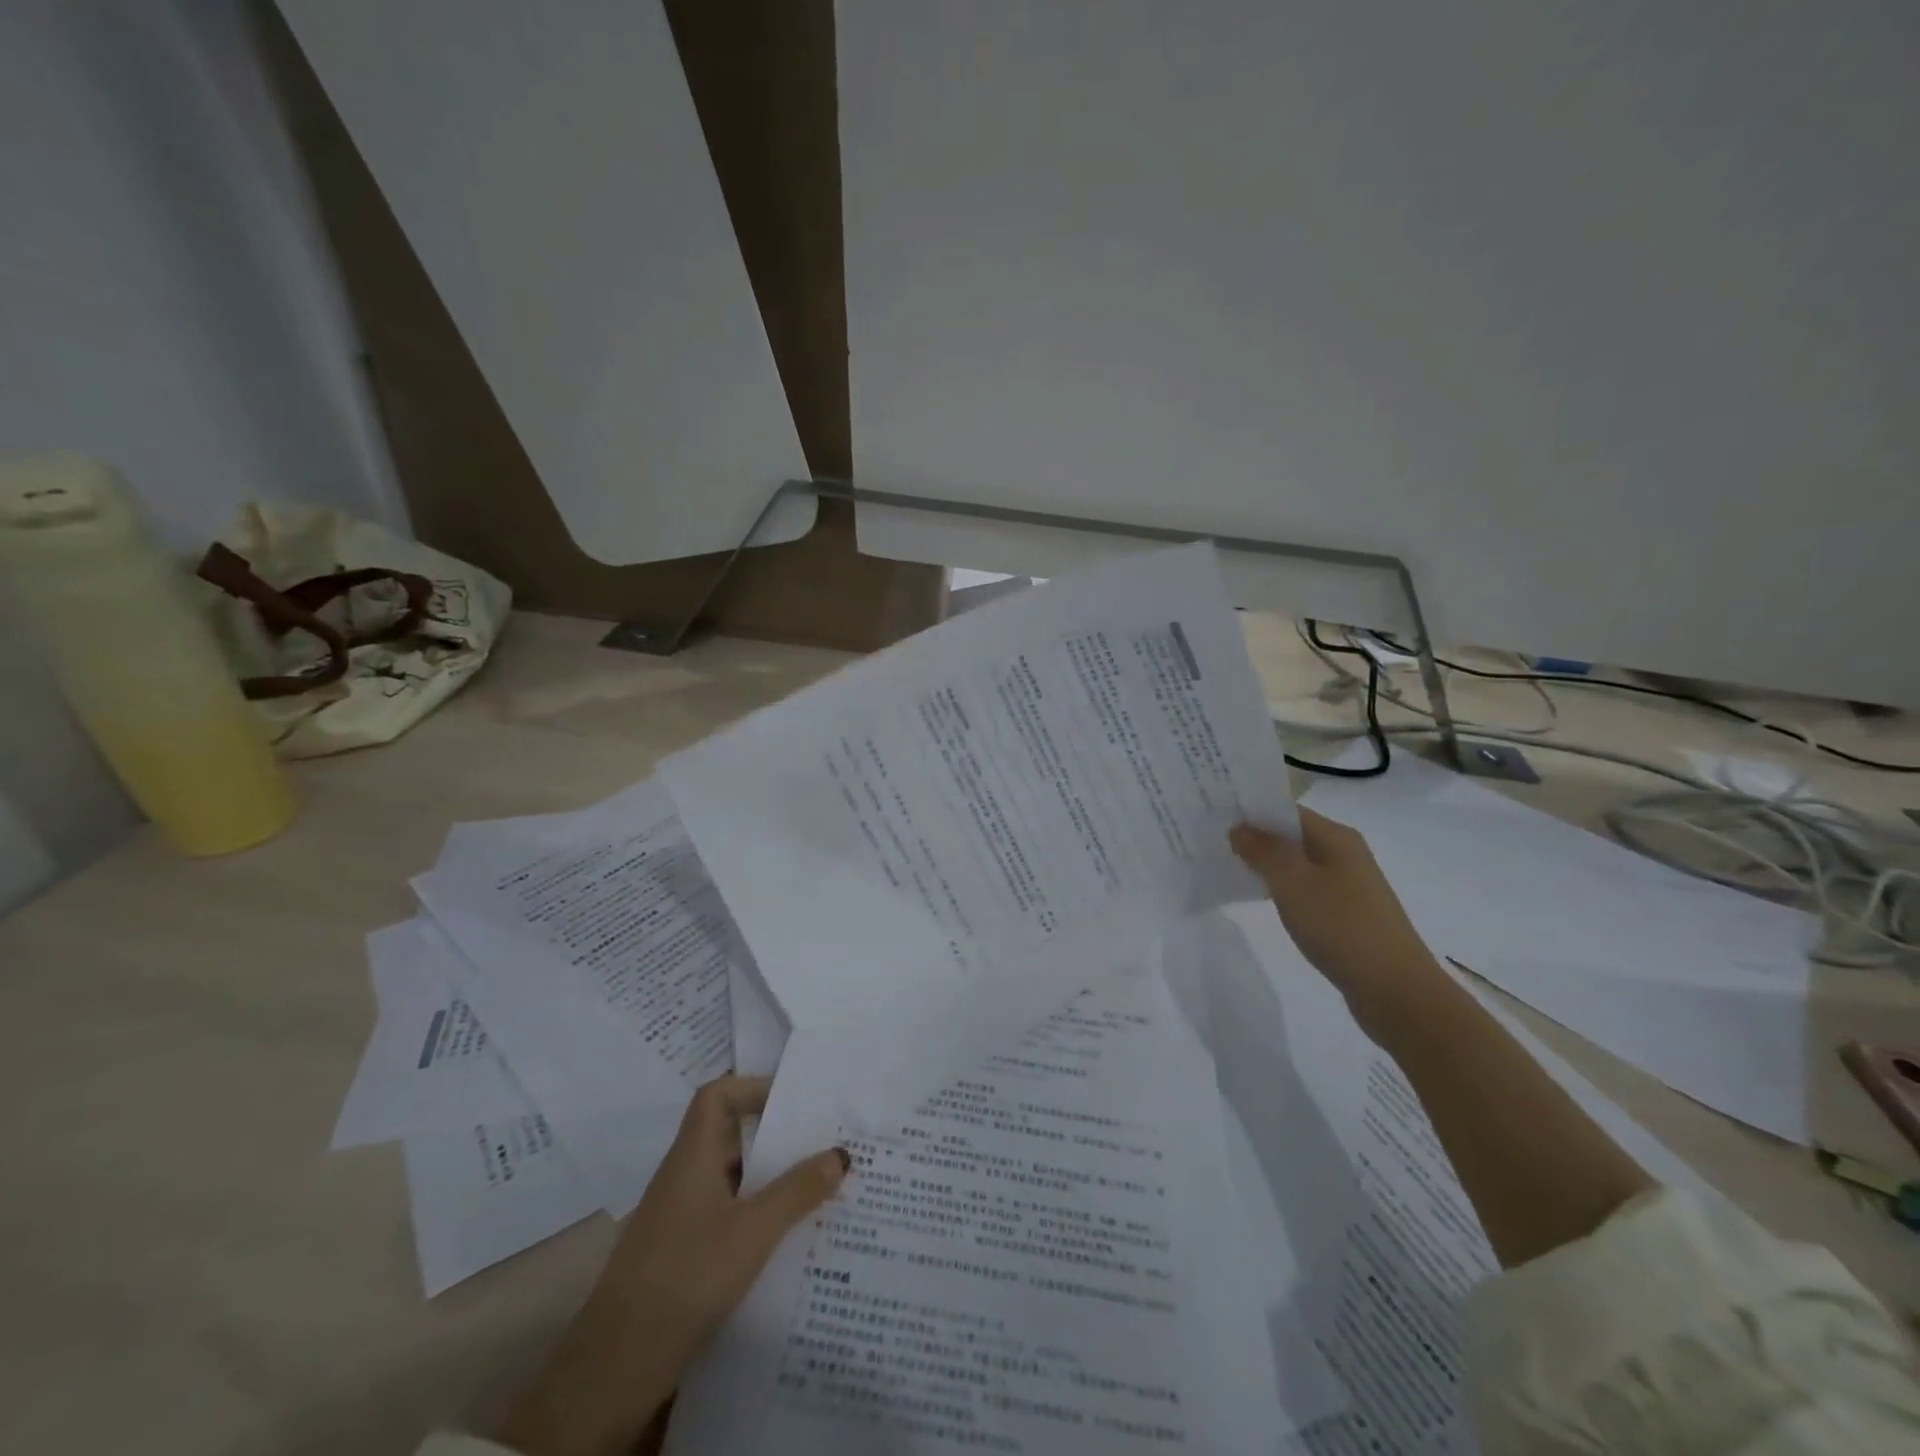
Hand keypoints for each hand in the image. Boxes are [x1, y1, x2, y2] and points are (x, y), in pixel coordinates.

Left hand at [495, 1075, 849, 1455]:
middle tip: (822, 1142)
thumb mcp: (753, 1230)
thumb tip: (840, 1153)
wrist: (616, 1366)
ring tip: (817, 1188)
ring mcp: (678, 1217)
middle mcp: (683, 1176)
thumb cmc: (686, 1275)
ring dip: (769, 1180)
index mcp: (693, 1155)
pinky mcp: (680, 1254)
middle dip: (775, 1137)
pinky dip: (755, 1216)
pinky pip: (725, 1215)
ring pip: (731, 1180)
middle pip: (729, 1136)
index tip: (792, 1101)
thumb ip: (797, 1190)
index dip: (751, 1087)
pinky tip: (785, 1239)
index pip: (716, 1096)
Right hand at [1229, 808, 1443, 1026]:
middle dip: (1254, 838)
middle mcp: (1345, 853)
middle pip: (1291, 835)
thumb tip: (1240, 828)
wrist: (1395, 990)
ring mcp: (1348, 884)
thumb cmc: (1340, 926)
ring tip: (1227, 868)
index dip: (1251, 811)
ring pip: (1297, 863)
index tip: (1214, 817)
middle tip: (1212, 843)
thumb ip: (1263, 851)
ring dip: (1265, 864)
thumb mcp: (1292, 883)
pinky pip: (1305, 888)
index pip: (1286, 810)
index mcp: (1336, 837)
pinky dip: (1281, 888)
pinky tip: (1259, 899)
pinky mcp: (1346, 912)